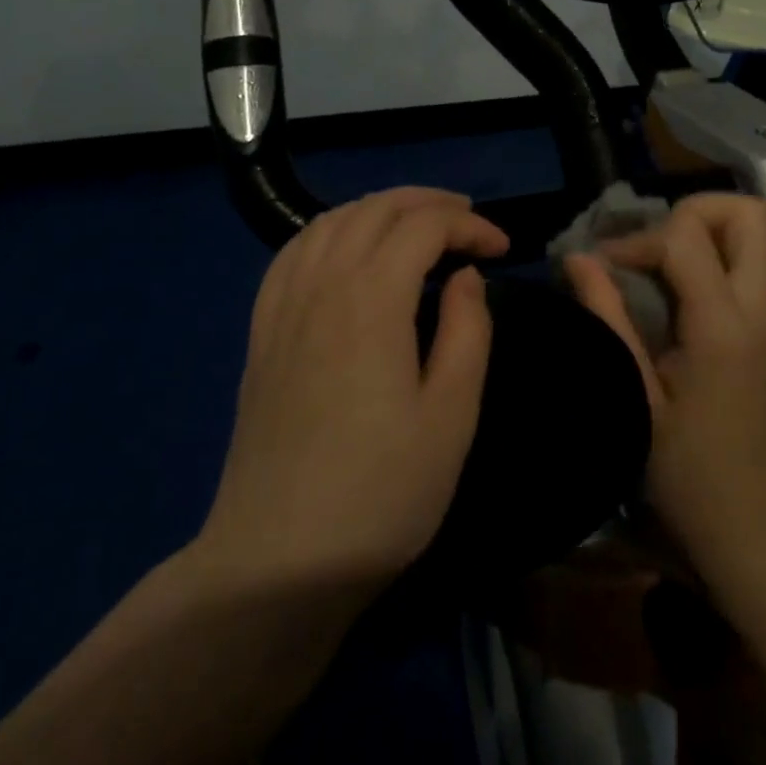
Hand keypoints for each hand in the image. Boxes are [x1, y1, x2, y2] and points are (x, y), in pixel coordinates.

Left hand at [196, 188, 507, 592]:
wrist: (277, 561)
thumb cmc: (381, 492)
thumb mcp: (452, 415)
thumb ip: (468, 331)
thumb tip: (465, 277)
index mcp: (372, 299)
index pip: (425, 227)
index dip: (470, 226)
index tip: (503, 249)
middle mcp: (323, 284)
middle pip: (375, 209)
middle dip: (428, 203)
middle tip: (468, 222)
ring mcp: (284, 305)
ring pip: (331, 220)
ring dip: (379, 209)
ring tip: (415, 224)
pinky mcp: (262, 331)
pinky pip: (293, 251)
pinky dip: (330, 230)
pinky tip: (346, 248)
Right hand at [564, 194, 765, 561]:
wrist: (758, 531)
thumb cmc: (687, 474)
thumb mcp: (635, 397)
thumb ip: (608, 318)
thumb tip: (578, 258)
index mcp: (725, 326)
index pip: (687, 237)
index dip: (638, 240)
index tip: (605, 267)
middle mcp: (762, 313)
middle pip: (748, 215)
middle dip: (693, 210)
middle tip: (650, 243)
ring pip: (754, 239)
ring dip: (704, 236)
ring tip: (656, 268)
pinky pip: (749, 272)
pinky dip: (713, 264)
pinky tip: (675, 301)